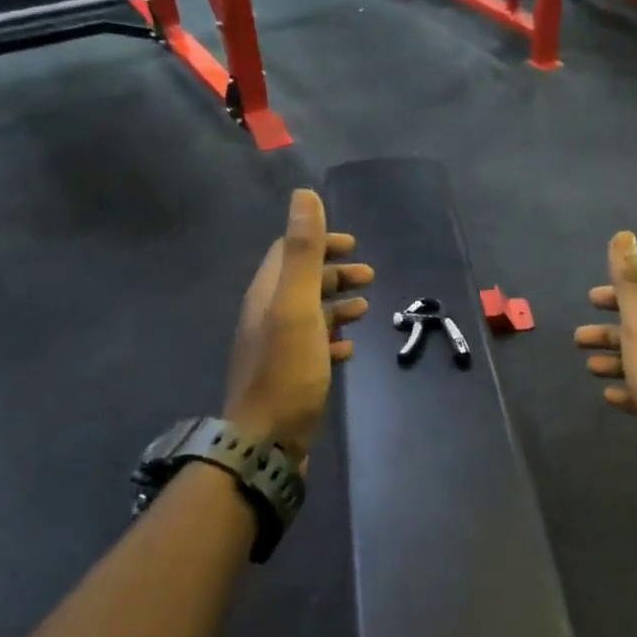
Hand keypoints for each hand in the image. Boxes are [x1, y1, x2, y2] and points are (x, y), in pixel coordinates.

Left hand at [225, 189, 372, 459]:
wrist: (266, 441)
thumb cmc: (286, 371)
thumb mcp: (296, 306)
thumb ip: (302, 252)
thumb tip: (304, 194)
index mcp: (267, 294)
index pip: (289, 252)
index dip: (320, 242)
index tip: (353, 245)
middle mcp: (267, 316)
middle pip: (301, 282)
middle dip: (335, 274)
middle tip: (370, 277)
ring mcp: (277, 348)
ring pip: (309, 314)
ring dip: (337, 305)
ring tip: (366, 310)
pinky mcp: (289, 376)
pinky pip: (313, 347)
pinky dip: (333, 339)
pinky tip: (350, 349)